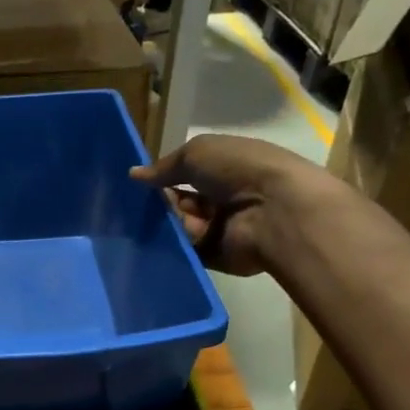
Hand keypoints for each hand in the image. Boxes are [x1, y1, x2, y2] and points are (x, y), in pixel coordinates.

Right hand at [131, 135, 319, 276]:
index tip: (135, 184)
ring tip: (153, 221)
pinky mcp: (215, 257)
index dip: (162, 178)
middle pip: (179, 203)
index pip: (186, 175)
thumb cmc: (239, 170)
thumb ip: (164, 166)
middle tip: (136, 205)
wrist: (275, 212)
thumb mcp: (197, 153)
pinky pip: (184, 251)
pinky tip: (156, 242)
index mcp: (225, 170)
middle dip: (159, 203)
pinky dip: (171, 247)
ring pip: (178, 227)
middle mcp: (223, 199)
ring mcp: (220, 229)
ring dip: (166, 223)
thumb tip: (134, 174)